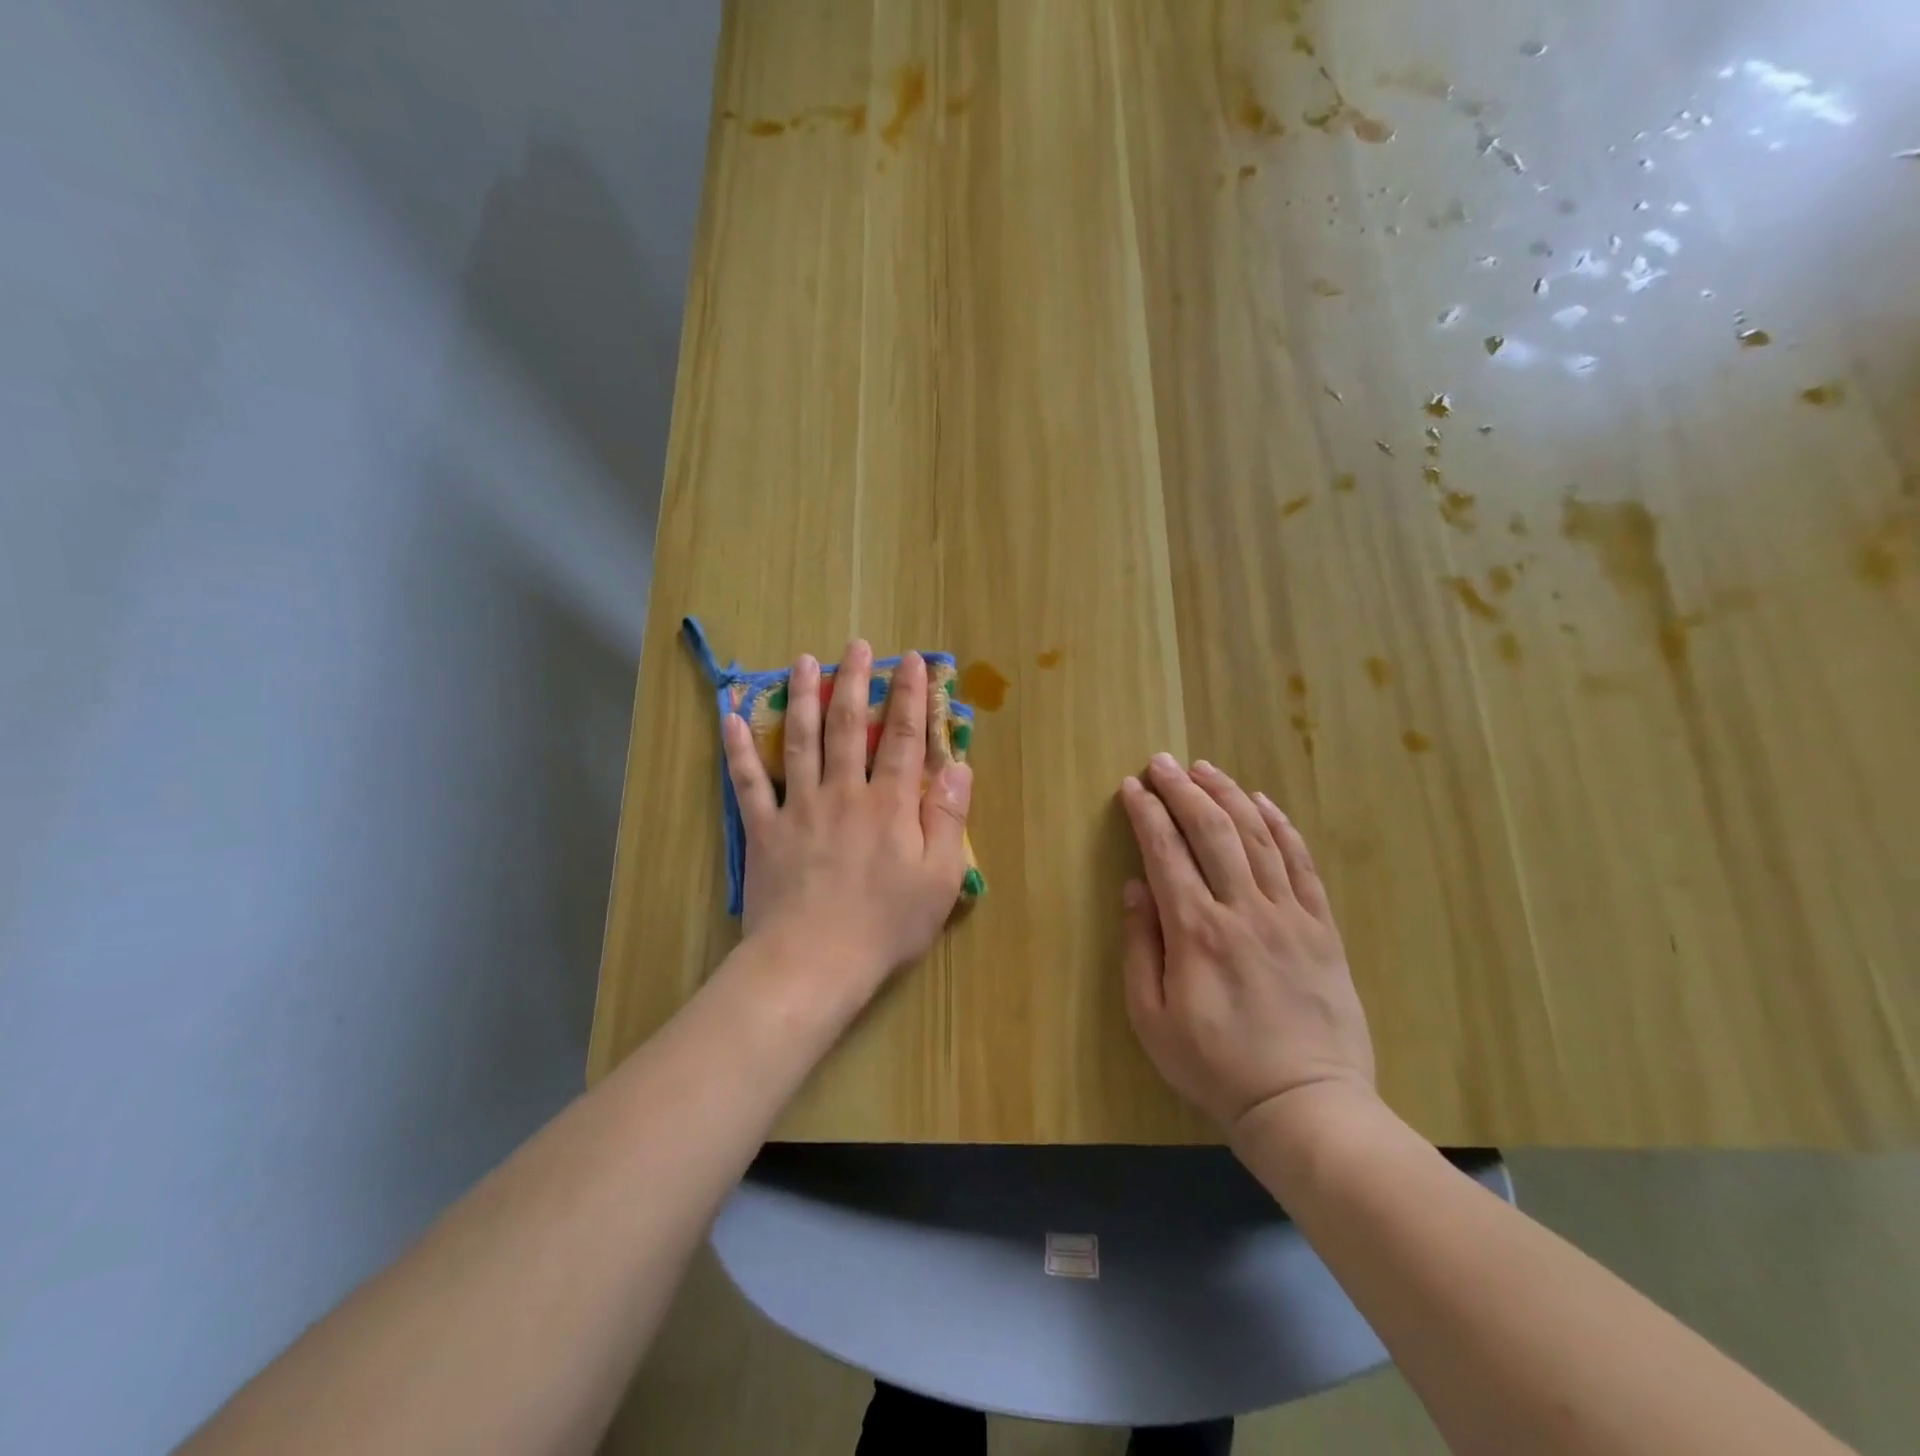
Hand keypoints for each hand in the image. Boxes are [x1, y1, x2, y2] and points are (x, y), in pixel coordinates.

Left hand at [723, 640, 973, 991]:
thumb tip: (959, 766)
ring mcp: (799, 808)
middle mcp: (843, 792)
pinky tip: (730, 718)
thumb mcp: (939, 878)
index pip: (902, 738)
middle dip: (854, 682)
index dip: (909, 696)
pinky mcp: (764, 830)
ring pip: (799, 740)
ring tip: (803, 661)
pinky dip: (737, 750)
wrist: (814, 963)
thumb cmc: (885, 926)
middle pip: (847, 726)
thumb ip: (948, 817)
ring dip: (801, 697)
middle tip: (855, 646)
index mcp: (889, 804)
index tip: (912, 661)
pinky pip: (748, 782)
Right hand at [1117, 754, 1374, 1132]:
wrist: (1305, 1105)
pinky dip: (1281, 826)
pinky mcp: (1322, 928)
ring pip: (1256, 837)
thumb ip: (1141, 948)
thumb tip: (1135, 888)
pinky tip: (1263, 802)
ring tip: (1205, 767)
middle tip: (1161, 762)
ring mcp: (1289, 915)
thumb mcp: (1152, 1019)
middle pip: (1211, 831)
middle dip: (1182, 789)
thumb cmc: (1216, 1066)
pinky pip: (1301, 864)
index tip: (1131, 786)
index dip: (1146, 813)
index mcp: (1196, 932)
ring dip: (1227, 795)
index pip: (1165, 853)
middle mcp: (1242, 910)